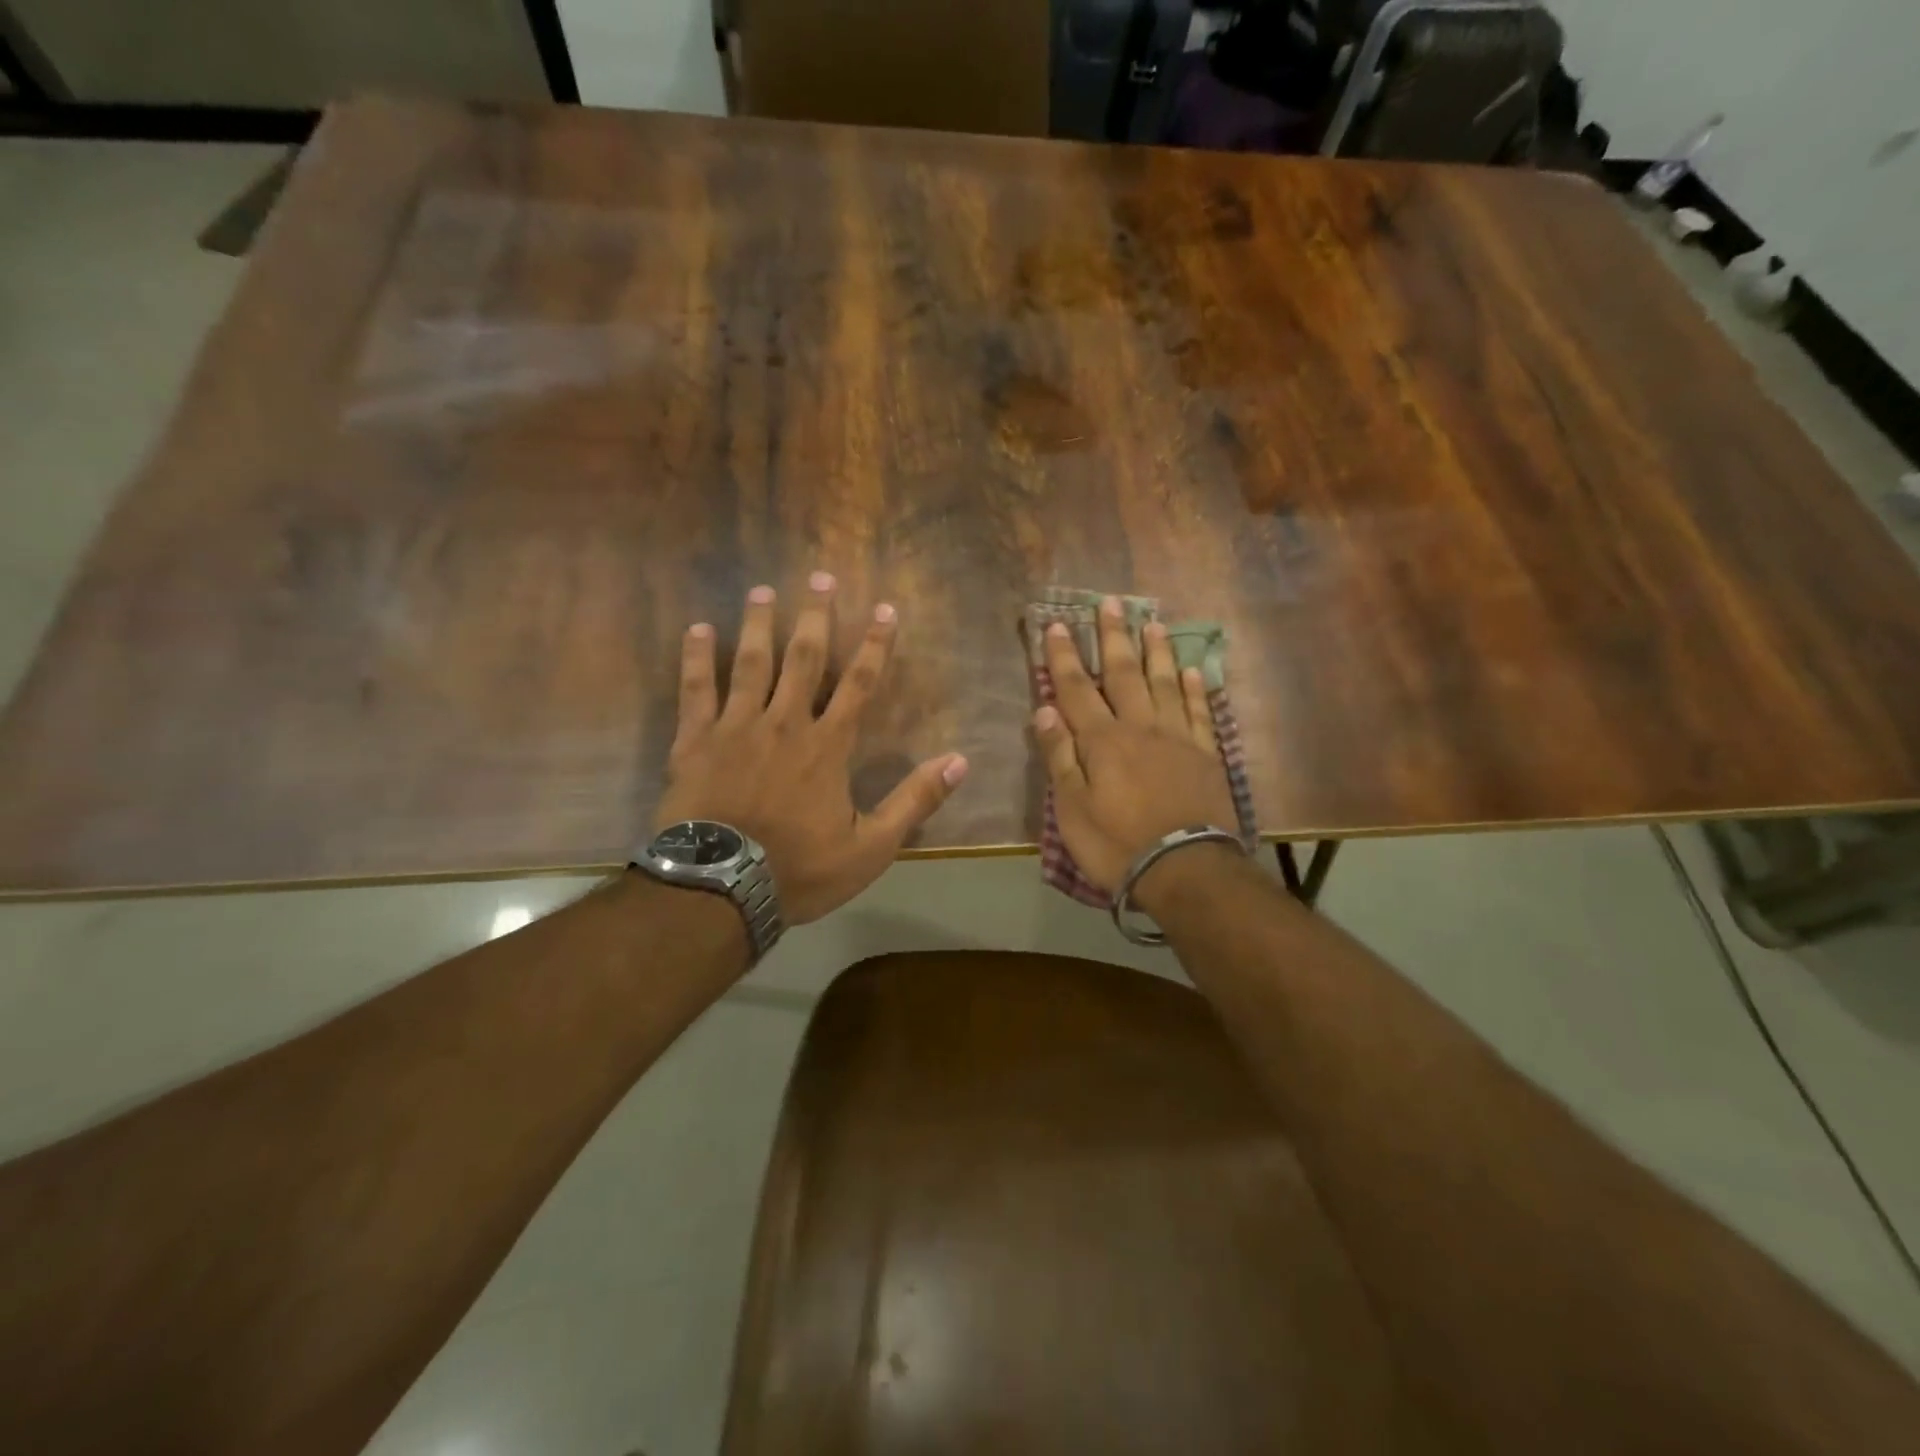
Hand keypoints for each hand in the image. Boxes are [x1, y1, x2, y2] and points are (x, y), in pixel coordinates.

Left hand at [655, 573, 967, 924]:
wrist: (720, 889)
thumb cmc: (799, 869)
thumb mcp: (871, 847)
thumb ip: (914, 800)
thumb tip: (960, 761)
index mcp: (827, 746)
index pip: (860, 684)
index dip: (875, 644)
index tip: (885, 608)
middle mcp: (784, 723)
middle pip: (804, 659)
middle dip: (816, 616)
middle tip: (821, 576)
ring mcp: (736, 727)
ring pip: (751, 663)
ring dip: (759, 624)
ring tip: (763, 590)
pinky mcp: (694, 741)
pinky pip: (696, 690)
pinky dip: (697, 658)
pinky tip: (698, 629)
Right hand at [1032, 596, 1239, 899]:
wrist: (1185, 869)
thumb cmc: (1117, 844)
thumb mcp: (1072, 809)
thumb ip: (1060, 757)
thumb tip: (1045, 710)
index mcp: (1101, 741)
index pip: (1076, 689)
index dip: (1063, 657)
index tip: (1056, 625)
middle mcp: (1139, 727)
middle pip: (1123, 674)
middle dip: (1112, 637)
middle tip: (1111, 602)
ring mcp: (1177, 738)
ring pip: (1164, 683)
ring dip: (1156, 651)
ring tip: (1152, 622)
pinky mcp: (1206, 755)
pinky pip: (1199, 711)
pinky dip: (1194, 688)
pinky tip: (1191, 669)